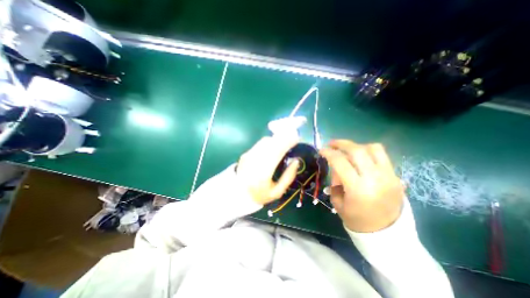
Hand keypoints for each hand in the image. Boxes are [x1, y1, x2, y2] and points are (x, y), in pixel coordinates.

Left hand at [237, 136, 299, 203]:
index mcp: (263, 173)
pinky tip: (273, 146)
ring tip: (284, 141)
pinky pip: (259, 144)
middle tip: (292, 138)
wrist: (239, 194)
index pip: (277, 152)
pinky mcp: (245, 154)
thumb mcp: (277, 192)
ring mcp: (248, 156)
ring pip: (264, 142)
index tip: (296, 139)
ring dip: (276, 139)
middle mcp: (255, 161)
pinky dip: (269, 142)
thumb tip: (296, 161)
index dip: (287, 144)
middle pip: (270, 144)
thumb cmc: (260, 195)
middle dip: (283, 139)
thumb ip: (288, 176)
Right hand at [319, 140, 405, 232]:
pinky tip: (360, 157)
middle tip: (332, 144)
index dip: (328, 153)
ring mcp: (388, 176)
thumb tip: (336, 167)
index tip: (321, 150)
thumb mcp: (338, 202)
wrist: (386, 233)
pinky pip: (382, 156)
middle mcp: (374, 179)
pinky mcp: (396, 176)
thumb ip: (335, 181)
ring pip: (373, 148)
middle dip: (341, 144)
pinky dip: (368, 151)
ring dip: (356, 146)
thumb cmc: (357, 220)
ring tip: (347, 149)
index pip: (340, 162)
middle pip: (357, 150)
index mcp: (357, 189)